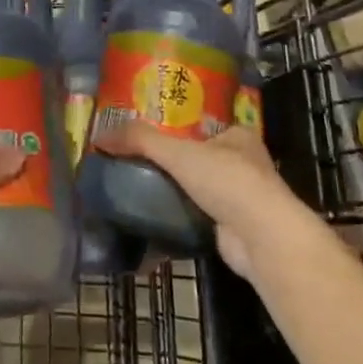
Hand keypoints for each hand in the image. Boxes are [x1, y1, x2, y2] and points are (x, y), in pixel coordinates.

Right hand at [96, 121, 308, 278]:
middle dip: (170, 162)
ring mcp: (241, 198)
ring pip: (197, 189)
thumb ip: (140, 140)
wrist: (262, 238)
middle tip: (134, 161)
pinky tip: (152, 218)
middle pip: (197, 157)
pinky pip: (196, 217)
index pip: (200, 125)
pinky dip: (177, 218)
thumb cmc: (227, 181)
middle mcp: (244, 164)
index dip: (173, 127)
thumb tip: (100, 137)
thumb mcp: (178, 152)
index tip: (144, 134)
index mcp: (238, 136)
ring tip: (136, 188)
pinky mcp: (232, 228)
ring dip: (173, 192)